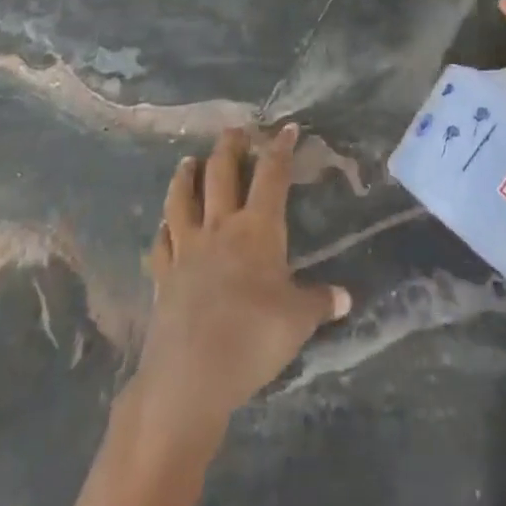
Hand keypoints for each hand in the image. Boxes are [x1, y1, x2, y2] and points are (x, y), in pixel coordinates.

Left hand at [135, 127, 351, 438]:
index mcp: (257, 228)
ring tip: (189, 160)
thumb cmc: (252, 339)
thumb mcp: (298, 322)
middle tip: (235, 129)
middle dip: (230, 146)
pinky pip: (161, 243)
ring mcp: (187, 249)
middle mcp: (220, 227)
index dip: (280, 148)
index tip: (286, 127)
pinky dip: (163, 229)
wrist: (189, 378)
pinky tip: (164, 225)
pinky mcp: (163, 277)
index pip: (272, 175)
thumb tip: (344, 297)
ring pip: (182, 199)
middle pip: (221, 173)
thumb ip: (319, 303)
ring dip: (186, 176)